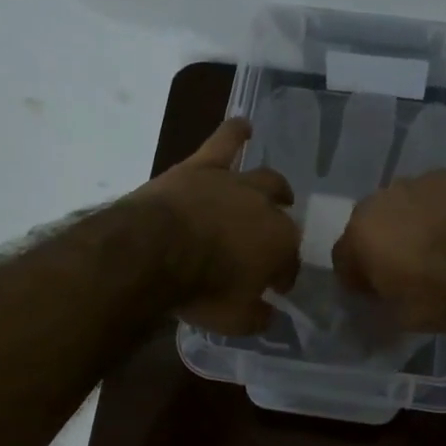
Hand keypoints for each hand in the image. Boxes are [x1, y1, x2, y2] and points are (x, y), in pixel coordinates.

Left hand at [132, 118, 300, 334]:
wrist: (155, 252)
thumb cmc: (201, 290)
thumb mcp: (234, 320)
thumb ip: (257, 317)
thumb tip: (269, 314)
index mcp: (281, 245)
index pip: (290, 261)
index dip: (283, 274)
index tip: (274, 287)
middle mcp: (266, 209)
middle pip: (281, 216)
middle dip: (280, 228)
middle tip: (270, 240)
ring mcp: (235, 183)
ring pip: (264, 177)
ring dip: (273, 185)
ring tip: (278, 189)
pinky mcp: (202, 167)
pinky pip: (224, 142)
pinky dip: (234, 133)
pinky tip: (242, 125)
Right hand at [332, 171, 445, 330]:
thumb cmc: (437, 295)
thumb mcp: (398, 316)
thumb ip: (378, 301)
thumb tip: (378, 296)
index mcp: (357, 235)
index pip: (343, 258)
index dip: (357, 278)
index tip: (373, 293)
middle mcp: (376, 202)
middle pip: (369, 226)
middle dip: (379, 244)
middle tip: (402, 268)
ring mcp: (411, 185)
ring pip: (399, 207)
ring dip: (407, 223)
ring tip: (431, 246)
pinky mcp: (444, 177)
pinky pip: (429, 196)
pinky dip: (434, 209)